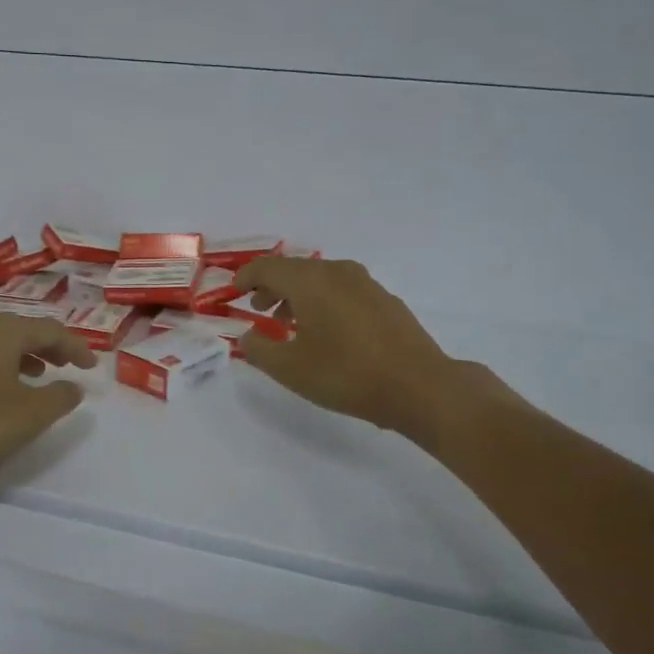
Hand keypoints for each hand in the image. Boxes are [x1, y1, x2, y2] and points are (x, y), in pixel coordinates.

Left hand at [0, 313, 98, 482]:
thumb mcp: (31, 414)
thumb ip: (60, 397)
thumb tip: (74, 386)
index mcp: (3, 332)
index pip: (50, 330)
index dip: (75, 347)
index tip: (92, 367)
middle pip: (22, 330)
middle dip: (49, 347)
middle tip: (68, 365)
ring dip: (25, 356)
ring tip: (39, 376)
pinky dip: (1, 365)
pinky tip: (2, 389)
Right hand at [234, 257, 471, 442]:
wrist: (419, 386)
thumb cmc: (346, 374)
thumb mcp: (290, 369)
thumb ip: (258, 349)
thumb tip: (247, 336)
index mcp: (311, 281)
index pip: (267, 268)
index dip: (245, 278)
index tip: (233, 292)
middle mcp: (338, 272)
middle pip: (295, 270)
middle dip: (272, 287)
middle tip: (258, 309)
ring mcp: (366, 284)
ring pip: (321, 280)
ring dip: (298, 296)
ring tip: (289, 324)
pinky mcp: (385, 300)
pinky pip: (343, 291)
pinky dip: (324, 302)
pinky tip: (326, 332)